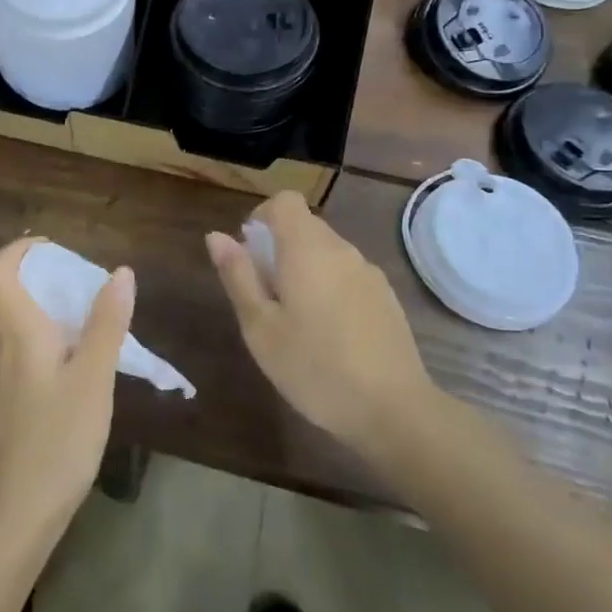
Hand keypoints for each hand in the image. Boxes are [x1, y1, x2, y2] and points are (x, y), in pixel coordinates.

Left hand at [0, 237, 134, 544]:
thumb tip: (120, 271)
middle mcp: (2, 344)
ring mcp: (3, 374)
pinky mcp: (10, 399)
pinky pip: (26, 347)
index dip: (18, 250)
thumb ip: (106, 323)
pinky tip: (83, 360)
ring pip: (19, 321)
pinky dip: (51, 337)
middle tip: (88, 282)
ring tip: (94, 317)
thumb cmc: (55, 440)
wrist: (13, 516)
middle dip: (45, 275)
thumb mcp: (93, 379)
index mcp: (16, 329)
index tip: (56, 249)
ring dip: (51, 307)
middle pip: (8, 291)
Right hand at [207, 192, 433, 458]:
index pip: (285, 201)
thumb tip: (217, 236)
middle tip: (265, 294)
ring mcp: (368, 272)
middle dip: (280, 246)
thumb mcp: (261, 327)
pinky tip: (329, 333)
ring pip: (327, 251)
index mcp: (306, 249)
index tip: (250, 251)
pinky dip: (330, 286)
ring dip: (305, 268)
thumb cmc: (314, 368)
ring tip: (295, 318)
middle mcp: (341, 249)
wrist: (394, 410)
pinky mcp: (386, 296)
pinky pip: (348, 274)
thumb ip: (238, 276)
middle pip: (305, 225)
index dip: (262, 216)